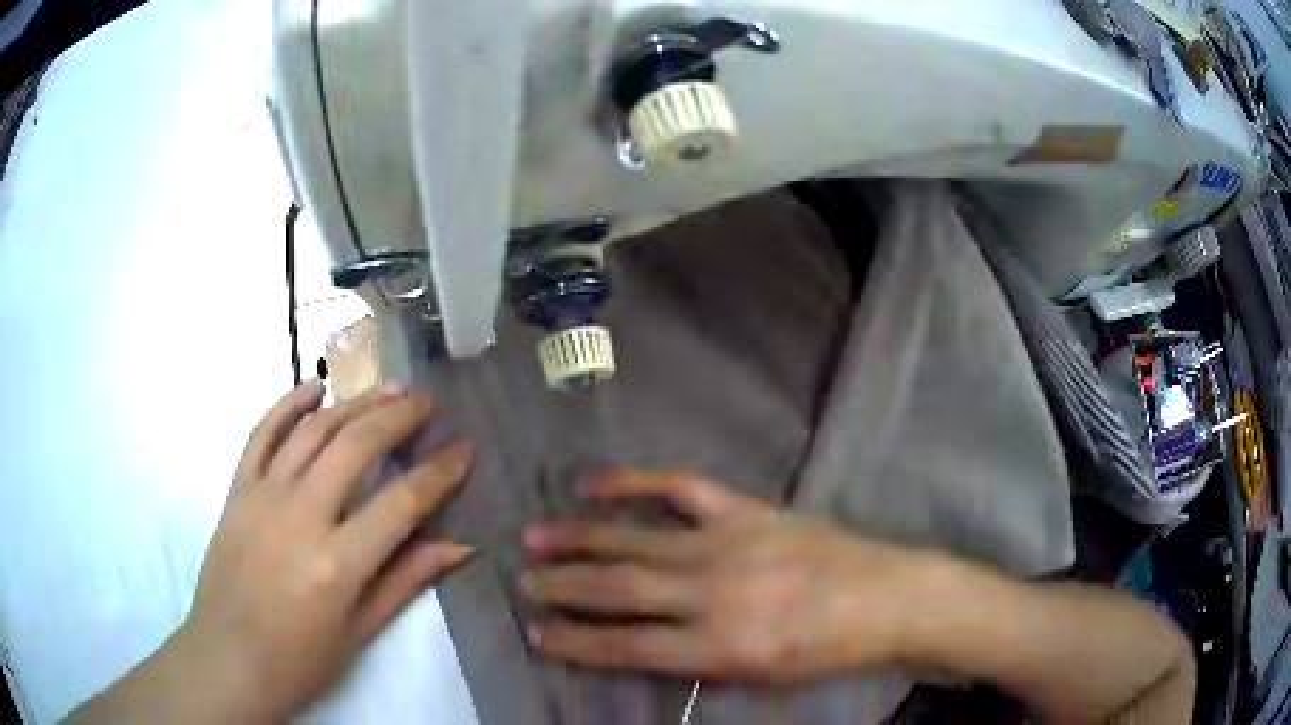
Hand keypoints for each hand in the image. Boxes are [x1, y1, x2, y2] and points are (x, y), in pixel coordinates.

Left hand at [110, 384, 474, 720]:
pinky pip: (262, 433)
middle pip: (355, 446)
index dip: (440, 473)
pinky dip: (288, 403)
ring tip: (385, 391)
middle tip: (426, 404)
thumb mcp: (360, 632)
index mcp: (338, 563)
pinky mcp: (237, 490)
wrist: (228, 660)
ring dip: (353, 403)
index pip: (401, 502)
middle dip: (398, 417)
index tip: (464, 450)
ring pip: (312, 430)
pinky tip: (314, 387)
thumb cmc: (300, 660)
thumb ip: (406, 580)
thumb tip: (460, 546)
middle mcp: (301, 516)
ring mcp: (263, 496)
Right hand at [520, 472, 931, 681]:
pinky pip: (680, 488)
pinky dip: (633, 483)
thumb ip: (697, 658)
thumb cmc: (827, 649)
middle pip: (620, 590)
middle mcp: (713, 593)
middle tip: (522, 581)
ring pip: (636, 541)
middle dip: (563, 587)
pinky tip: (594, 483)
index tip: (536, 633)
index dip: (575, 642)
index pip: (628, 647)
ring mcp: (727, 543)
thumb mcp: (760, 675)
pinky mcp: (745, 510)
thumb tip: (640, 641)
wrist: (886, 597)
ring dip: (580, 539)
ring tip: (535, 537)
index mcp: (721, 646)